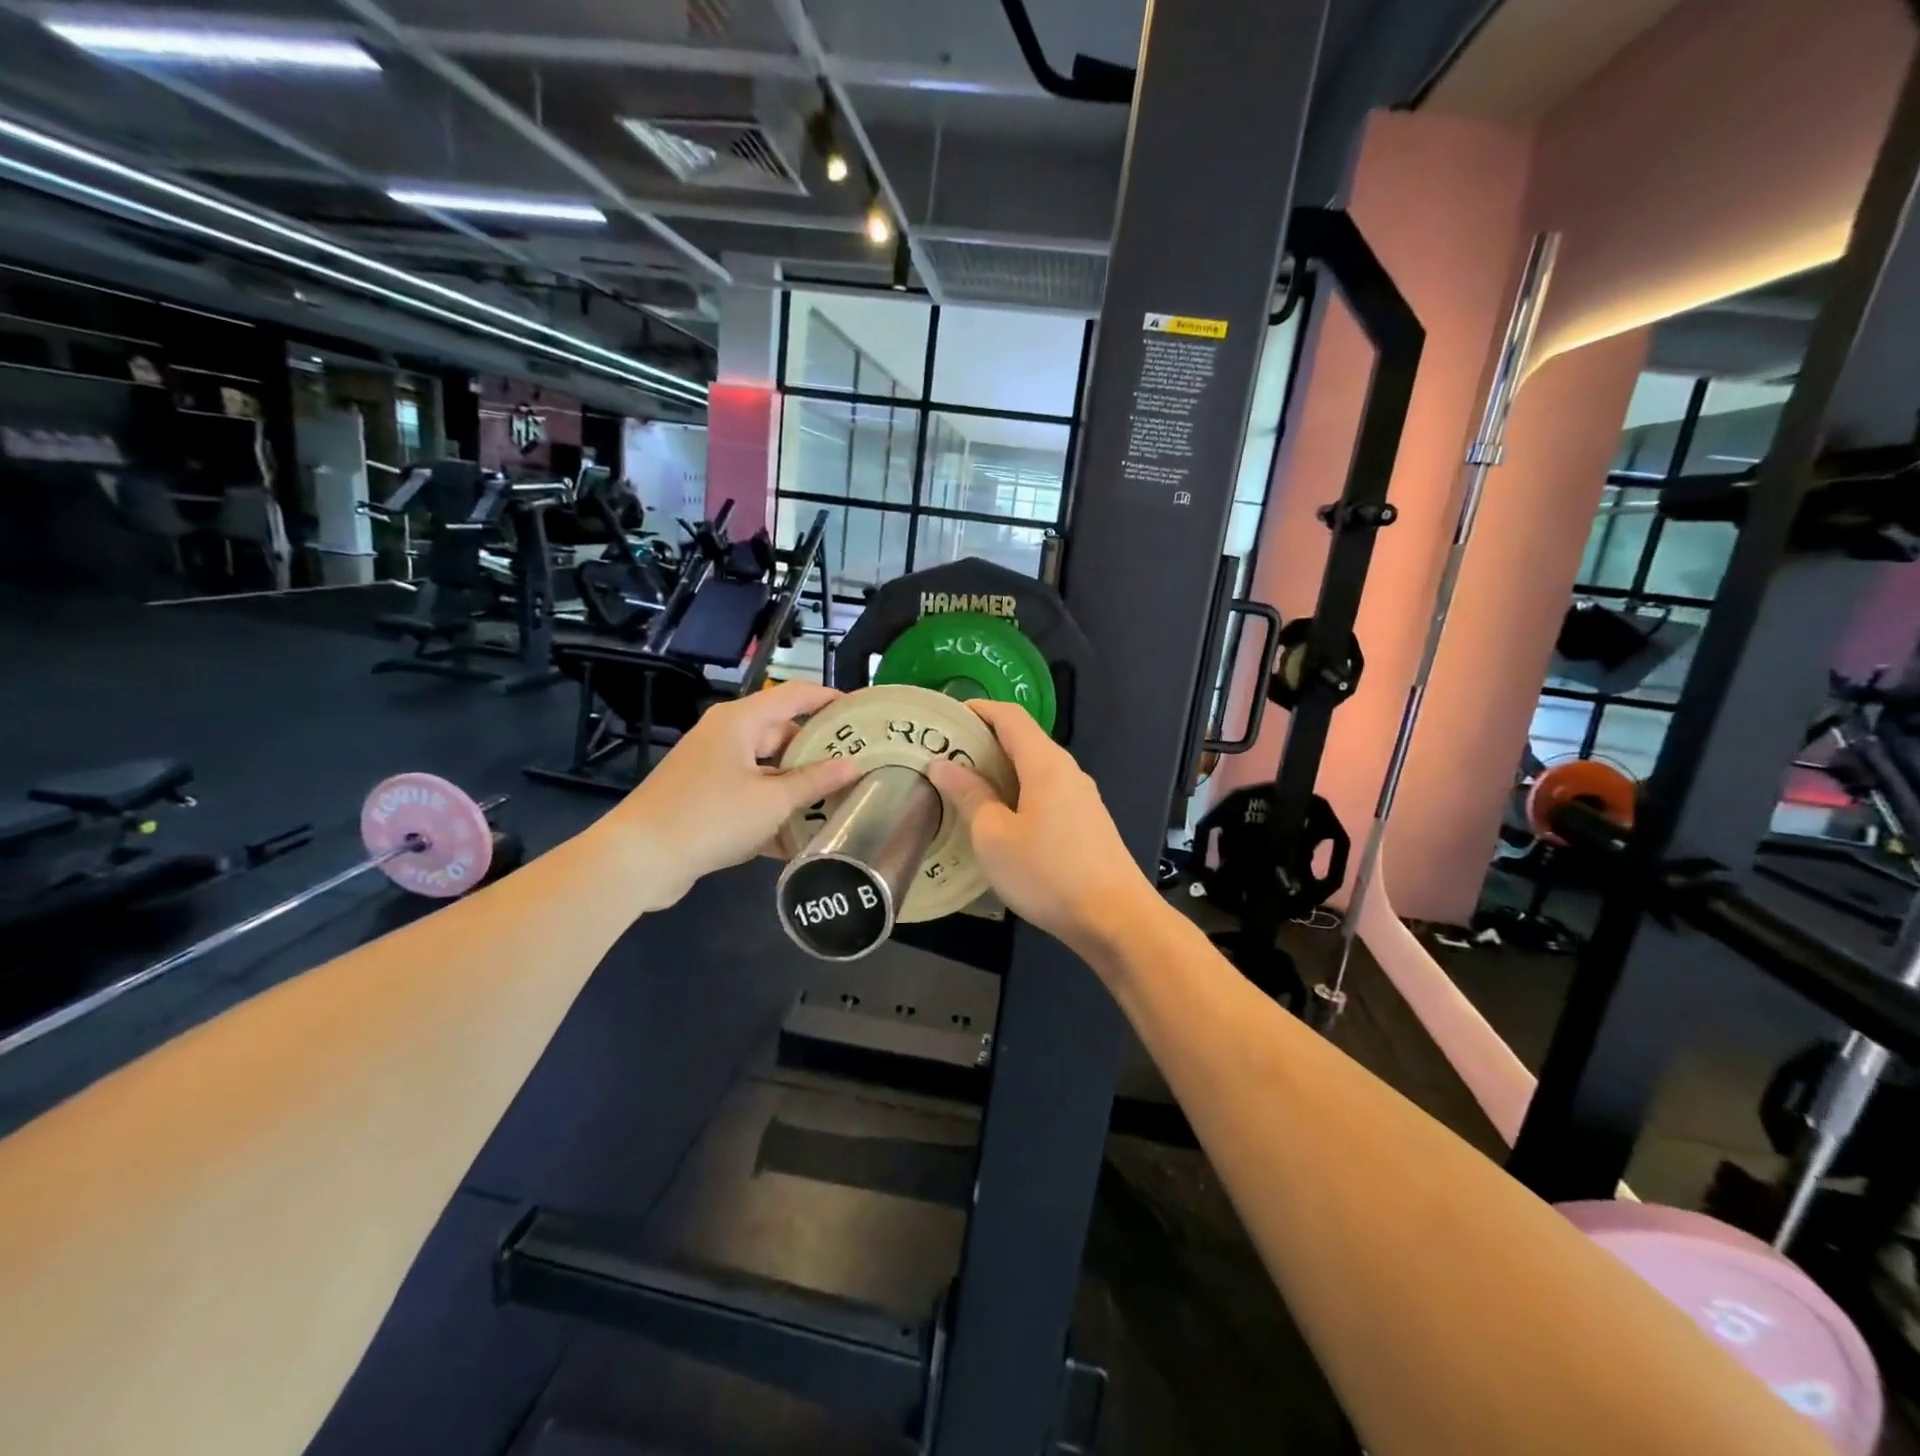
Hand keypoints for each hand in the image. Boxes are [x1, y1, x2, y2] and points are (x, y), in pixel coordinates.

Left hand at [604, 681, 863, 910]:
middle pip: (782, 733)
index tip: (861, 710)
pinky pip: (749, 796)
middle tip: (857, 765)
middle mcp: (725, 736)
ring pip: (767, 769)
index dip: (829, 699)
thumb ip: (815, 781)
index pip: (794, 695)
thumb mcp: (772, 801)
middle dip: (818, 751)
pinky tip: (800, 838)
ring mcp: (712, 768)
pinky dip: (772, 811)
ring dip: (797, 787)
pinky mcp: (703, 798)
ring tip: (837, 801)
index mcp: (740, 721)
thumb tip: (854, 765)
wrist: (639, 859)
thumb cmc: (711, 816)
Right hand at [926, 700, 1159, 959]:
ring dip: (999, 771)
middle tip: (944, 757)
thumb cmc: (1047, 873)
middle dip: (983, 742)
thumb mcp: (994, 836)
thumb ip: (969, 795)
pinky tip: (998, 819)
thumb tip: (943, 765)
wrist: (1115, 919)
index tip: (945, 718)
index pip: (1009, 716)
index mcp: (1045, 763)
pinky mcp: (1086, 822)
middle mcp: (1067, 771)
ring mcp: (1081, 797)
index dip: (977, 710)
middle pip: (1022, 740)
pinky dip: (1017, 793)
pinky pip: (1046, 793)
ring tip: (963, 787)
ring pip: (1034, 769)